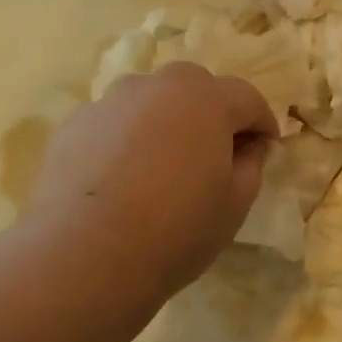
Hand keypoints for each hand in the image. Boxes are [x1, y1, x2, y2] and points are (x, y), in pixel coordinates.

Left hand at [27, 63, 277, 302]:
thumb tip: (249, 146)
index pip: (247, 98)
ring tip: (167, 165)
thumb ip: (252, 164)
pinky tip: (127, 179)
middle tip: (218, 153)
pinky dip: (129, 139)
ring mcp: (109, 102)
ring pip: (152, 102)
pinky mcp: (74, 125)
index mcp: (205, 99)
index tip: (268, 148)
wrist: (87, 255)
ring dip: (168, 122)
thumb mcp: (236, 203)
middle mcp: (156, 86)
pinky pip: (116, 123)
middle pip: (196, 88)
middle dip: (213, 113)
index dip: (263, 123)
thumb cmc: (178, 229)